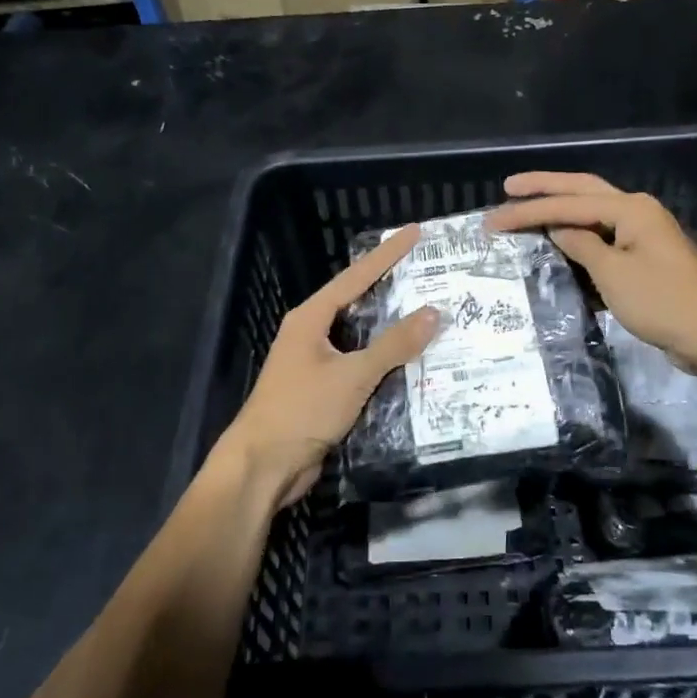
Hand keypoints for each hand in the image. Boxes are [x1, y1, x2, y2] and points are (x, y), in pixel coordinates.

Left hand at [215, 225, 440, 510]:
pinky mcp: (322, 391)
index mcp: (310, 318)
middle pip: (357, 302)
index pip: (356, 276)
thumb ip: (393, 345)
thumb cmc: (302, 410)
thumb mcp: (352, 374)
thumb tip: (433, 312)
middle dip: (391, 288)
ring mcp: (315, 363)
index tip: (414, 231)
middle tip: (428, 271)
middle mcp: (311, 334)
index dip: (387, 254)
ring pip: (361, 337)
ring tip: (429, 313)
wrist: (262, 466)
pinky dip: (384, 362)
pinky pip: (360, 366)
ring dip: (391, 329)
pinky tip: (412, 362)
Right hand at [484, 172, 696, 370]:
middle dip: (544, 189)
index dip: (527, 211)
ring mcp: (642, 235)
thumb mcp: (613, 273)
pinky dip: (578, 240)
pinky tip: (557, 244)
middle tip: (508, 188)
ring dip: (560, 211)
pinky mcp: (644, 260)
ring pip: (592, 215)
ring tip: (526, 209)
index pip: (567, 204)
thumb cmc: (662, 301)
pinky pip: (602, 241)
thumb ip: (581, 246)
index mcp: (630, 209)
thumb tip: (557, 229)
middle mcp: (636, 212)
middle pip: (582, 192)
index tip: (492, 220)